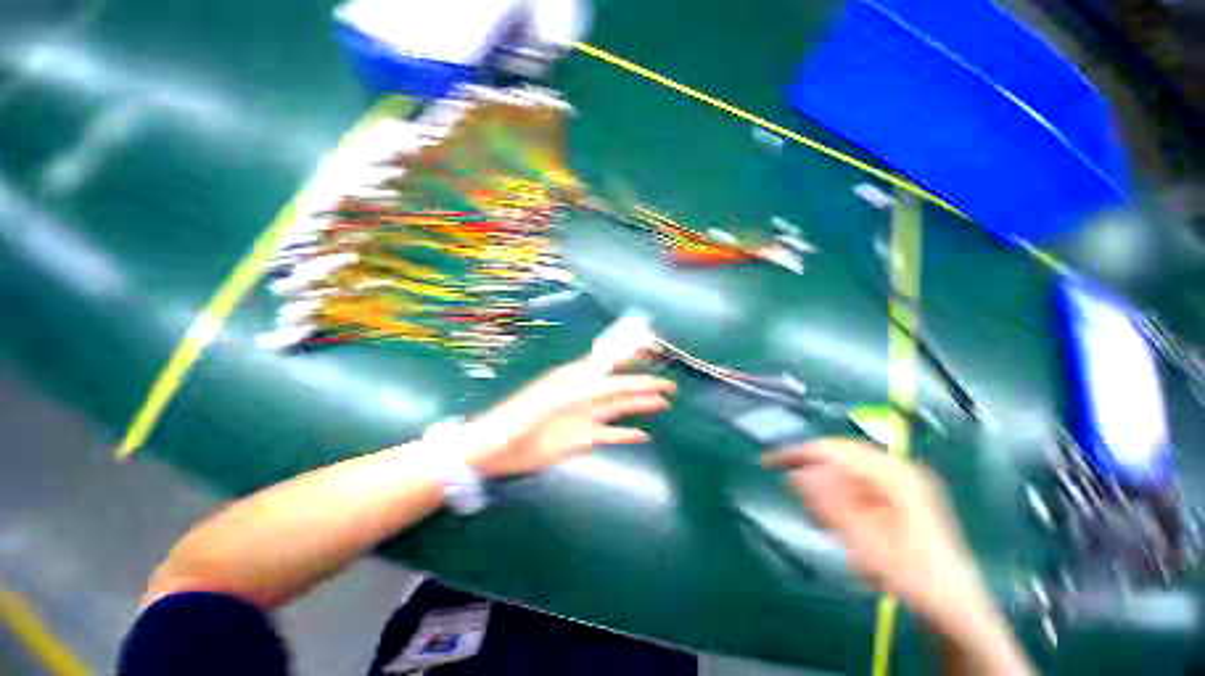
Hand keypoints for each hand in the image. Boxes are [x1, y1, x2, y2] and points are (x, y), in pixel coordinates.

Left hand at [460, 355, 674, 477]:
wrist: (492, 451)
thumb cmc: (510, 425)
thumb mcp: (535, 406)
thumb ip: (566, 393)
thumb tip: (594, 378)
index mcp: (572, 383)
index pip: (607, 369)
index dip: (628, 361)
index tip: (649, 352)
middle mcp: (582, 397)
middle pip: (618, 388)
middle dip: (643, 385)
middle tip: (668, 385)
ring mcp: (582, 419)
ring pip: (617, 409)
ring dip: (640, 406)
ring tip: (663, 403)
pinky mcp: (579, 439)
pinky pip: (608, 435)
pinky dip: (625, 435)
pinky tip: (642, 435)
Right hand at [763, 439, 990, 631]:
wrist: (952, 607)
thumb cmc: (910, 575)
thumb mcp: (864, 541)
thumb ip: (830, 504)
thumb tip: (797, 474)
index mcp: (895, 474)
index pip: (835, 449)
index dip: (799, 453)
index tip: (770, 462)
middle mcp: (898, 472)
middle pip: (840, 459)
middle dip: (813, 473)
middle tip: (791, 490)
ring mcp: (900, 485)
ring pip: (846, 473)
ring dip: (826, 491)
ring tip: (820, 518)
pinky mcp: (898, 500)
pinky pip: (856, 488)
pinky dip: (839, 501)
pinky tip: (838, 522)